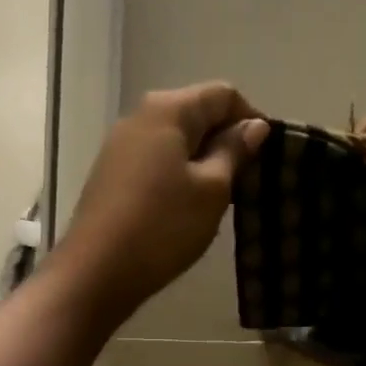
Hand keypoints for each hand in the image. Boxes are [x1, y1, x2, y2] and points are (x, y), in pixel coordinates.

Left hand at [50, 82, 268, 327]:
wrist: (96, 271)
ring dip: (204, 159)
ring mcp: (121, 144)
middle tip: (248, 179)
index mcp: (168, 109)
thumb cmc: (163, 226)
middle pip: (197, 112)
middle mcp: (141, 116)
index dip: (251, 118)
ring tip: (222, 197)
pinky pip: (157, 159)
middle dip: (227, 139)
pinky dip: (180, 173)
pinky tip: (188, 206)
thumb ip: (234, 151)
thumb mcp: (212, 189)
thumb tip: (255, 126)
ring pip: (177, 138)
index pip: (223, 94)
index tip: (268, 155)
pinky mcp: (112, 172)